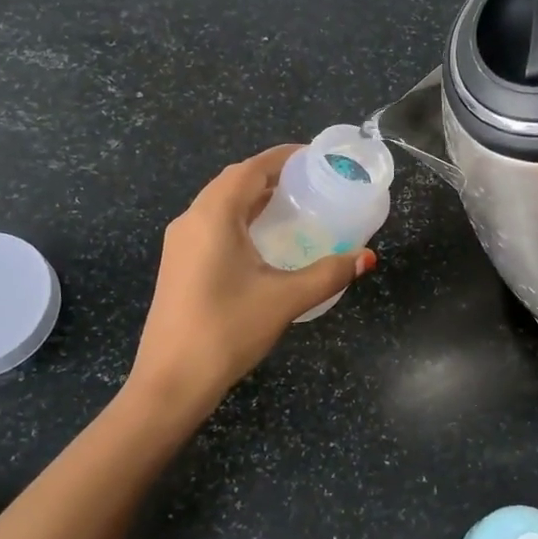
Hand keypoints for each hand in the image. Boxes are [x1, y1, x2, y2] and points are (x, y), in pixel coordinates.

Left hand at [127, 145, 374, 419]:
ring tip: (292, 205)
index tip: (314, 157)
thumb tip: (367, 257)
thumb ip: (328, 274)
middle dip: (270, 175)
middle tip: (310, 182)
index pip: (250, 169)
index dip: (282, 157)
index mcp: (213, 216)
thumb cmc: (227, 331)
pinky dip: (240, 219)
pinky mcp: (178, 264)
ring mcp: (180, 244)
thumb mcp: (285, 299)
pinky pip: (212, 225)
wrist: (170, 382)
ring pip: (219, 204)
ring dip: (253, 197)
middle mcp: (191, 220)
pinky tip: (263, 240)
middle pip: (233, 182)